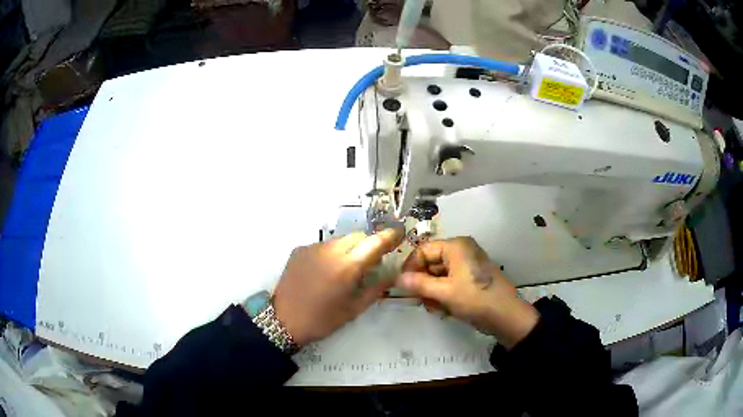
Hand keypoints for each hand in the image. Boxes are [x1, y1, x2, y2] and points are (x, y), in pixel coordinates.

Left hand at [273, 228, 402, 346]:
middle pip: (358, 237)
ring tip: (346, 269)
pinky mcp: (300, 250)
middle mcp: (330, 251)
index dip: (390, 236)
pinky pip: (324, 246)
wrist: (283, 320)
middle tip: (371, 263)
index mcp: (347, 267)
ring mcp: (313, 248)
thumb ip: (376, 288)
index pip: (375, 243)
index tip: (400, 233)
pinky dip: (332, 253)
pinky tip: (326, 271)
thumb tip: (392, 274)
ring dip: (350, 249)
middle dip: (369, 245)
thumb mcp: (354, 309)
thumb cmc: (322, 319)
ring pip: (340, 240)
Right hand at [397, 237, 538, 348]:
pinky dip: (443, 294)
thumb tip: (397, 279)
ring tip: (435, 308)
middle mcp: (461, 251)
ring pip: (438, 275)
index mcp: (456, 246)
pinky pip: (449, 282)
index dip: (410, 267)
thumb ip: (419, 284)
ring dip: (432, 292)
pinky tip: (444, 309)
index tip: (403, 287)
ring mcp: (467, 265)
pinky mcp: (470, 278)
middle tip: (420, 302)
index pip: (423, 250)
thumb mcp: (445, 293)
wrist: (507, 316)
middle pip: (430, 263)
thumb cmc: (476, 299)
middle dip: (423, 283)